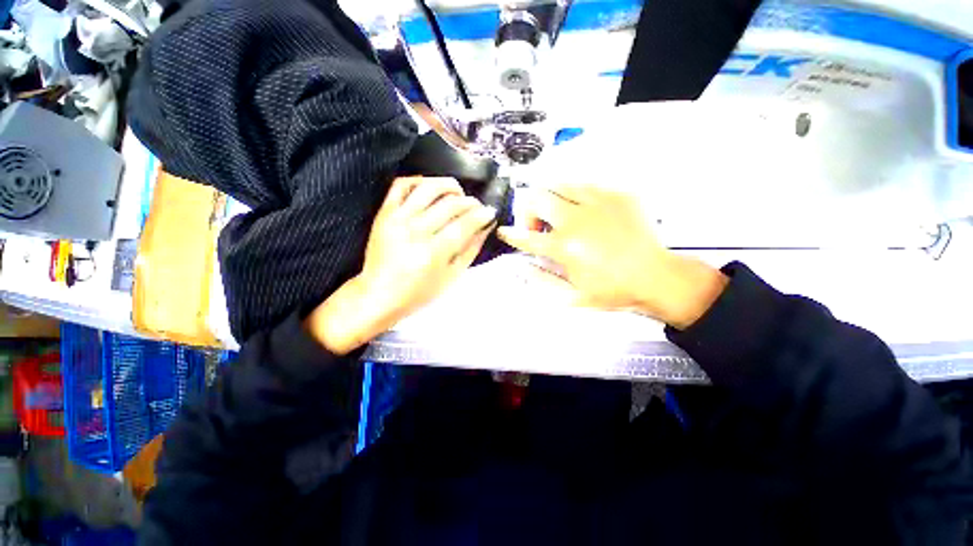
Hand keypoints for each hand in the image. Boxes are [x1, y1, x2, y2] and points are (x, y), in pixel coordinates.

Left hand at [306, 177, 496, 353]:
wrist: (378, 294)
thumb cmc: (419, 292)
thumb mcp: (451, 276)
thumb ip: (471, 249)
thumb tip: (486, 226)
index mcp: (433, 253)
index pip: (464, 224)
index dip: (482, 215)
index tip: (490, 212)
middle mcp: (415, 231)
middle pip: (450, 204)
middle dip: (471, 202)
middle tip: (477, 207)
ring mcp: (397, 219)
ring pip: (428, 188)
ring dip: (449, 186)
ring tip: (458, 194)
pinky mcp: (384, 213)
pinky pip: (401, 185)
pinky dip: (419, 180)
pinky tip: (431, 189)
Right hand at [497, 184, 726, 328]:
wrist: (657, 277)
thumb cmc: (612, 291)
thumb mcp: (572, 297)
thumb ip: (541, 280)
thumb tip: (522, 267)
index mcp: (564, 247)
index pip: (525, 236)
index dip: (510, 234)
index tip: (504, 231)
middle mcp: (576, 219)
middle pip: (537, 198)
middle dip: (528, 211)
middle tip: (538, 226)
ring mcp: (598, 203)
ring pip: (559, 185)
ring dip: (551, 201)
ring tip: (559, 216)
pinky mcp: (617, 195)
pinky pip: (586, 186)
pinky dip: (575, 198)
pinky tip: (584, 212)